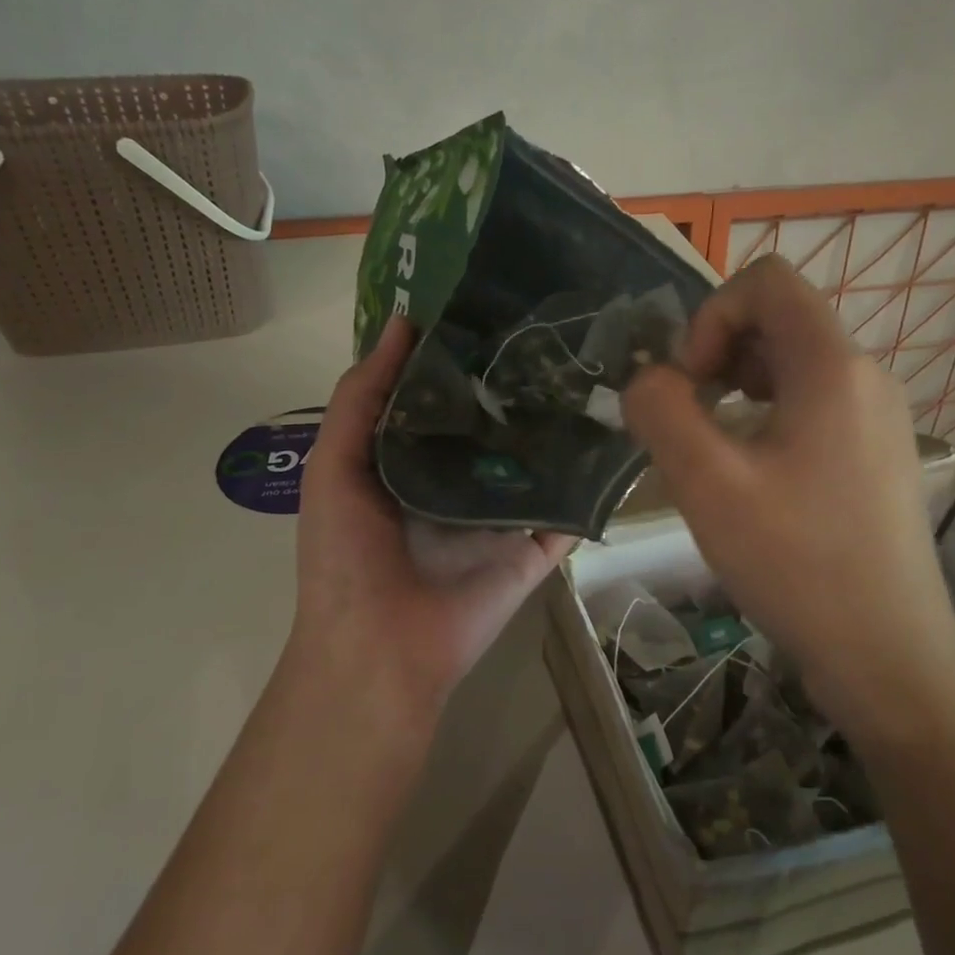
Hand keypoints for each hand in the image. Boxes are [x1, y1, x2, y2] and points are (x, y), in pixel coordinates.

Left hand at [288, 317, 576, 719]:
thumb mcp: (334, 466)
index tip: (496, 305)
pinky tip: (620, 436)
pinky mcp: (534, 548)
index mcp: (411, 460)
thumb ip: (361, 397)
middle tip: (559, 328)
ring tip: (598, 367)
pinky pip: (568, 510)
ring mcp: (502, 515)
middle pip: (496, 423)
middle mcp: (460, 481)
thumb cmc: (345, 556)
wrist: (379, 649)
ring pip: (538, 461)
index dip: (462, 354)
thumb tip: (401, 323)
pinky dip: (592, 483)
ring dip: (561, 425)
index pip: (444, 397)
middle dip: (518, 382)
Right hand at [622, 256, 954, 730]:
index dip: (712, 315)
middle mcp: (866, 376)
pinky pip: (815, 403)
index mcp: (832, 366)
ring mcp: (880, 416)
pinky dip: (770, 415)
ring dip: (741, 386)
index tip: (693, 382)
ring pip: (795, 364)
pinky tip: (753, 475)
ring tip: (717, 449)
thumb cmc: (797, 563)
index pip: (767, 281)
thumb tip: (650, 380)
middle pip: (781, 319)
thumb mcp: (707, 484)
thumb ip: (661, 411)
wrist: (889, 653)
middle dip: (721, 353)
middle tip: (694, 419)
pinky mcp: (879, 454)